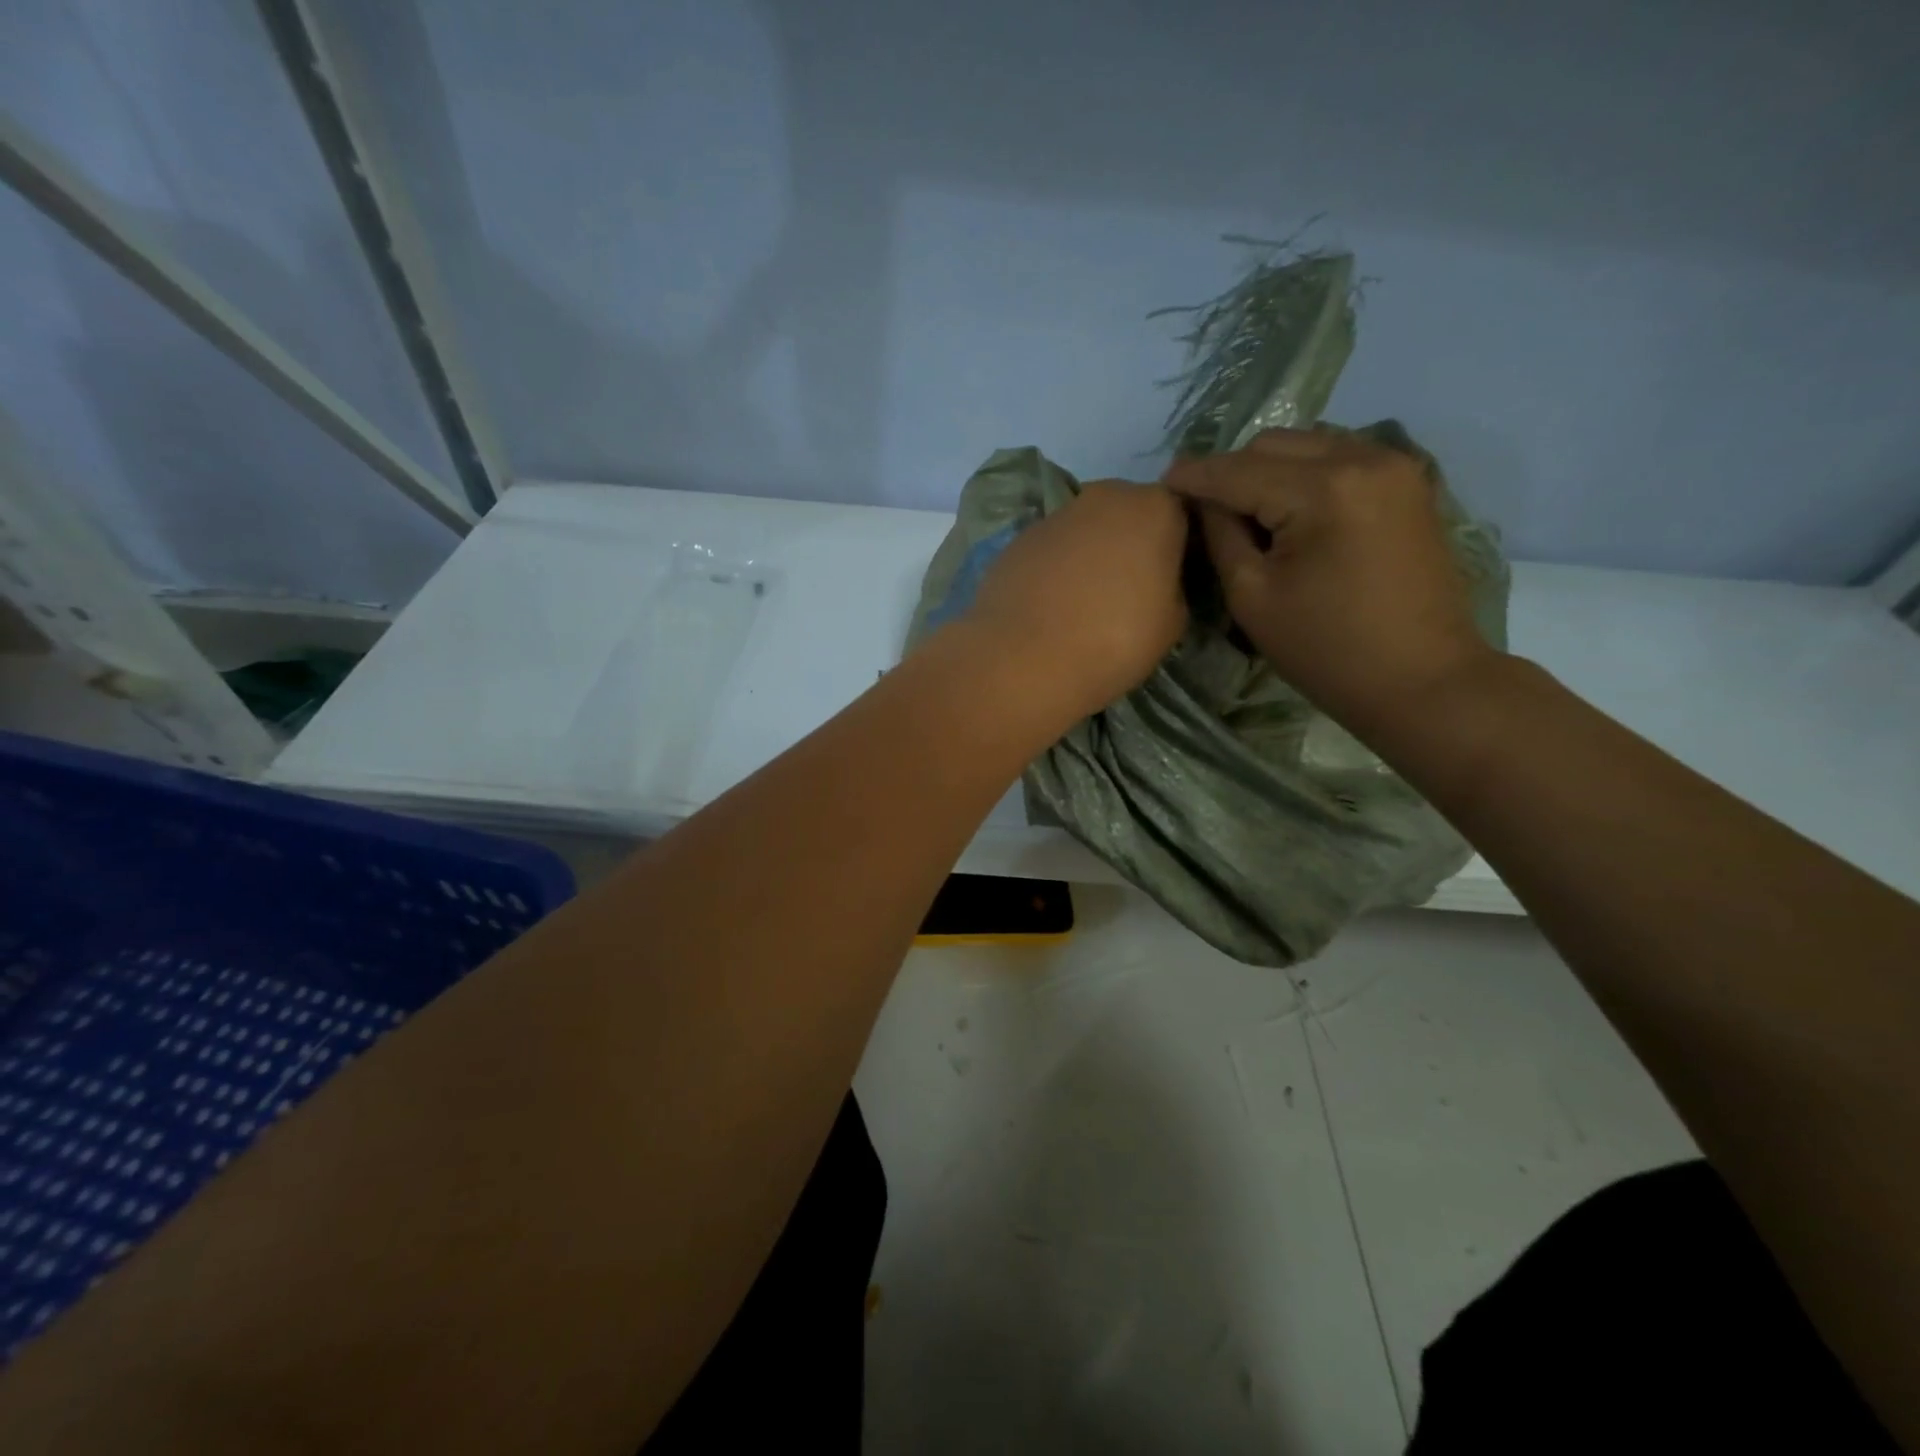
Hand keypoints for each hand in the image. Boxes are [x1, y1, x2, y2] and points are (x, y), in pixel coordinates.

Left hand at [962, 481, 1188, 721]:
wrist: (1024, 659)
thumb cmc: (1114, 640)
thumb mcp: (1172, 623)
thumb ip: (1172, 586)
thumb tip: (1158, 582)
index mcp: (1154, 508)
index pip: (1180, 513)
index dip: (1177, 545)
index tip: (1172, 578)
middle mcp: (1104, 497)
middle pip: (1127, 513)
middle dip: (1130, 543)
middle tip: (1129, 590)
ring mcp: (1054, 516)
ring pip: (1084, 529)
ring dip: (1088, 555)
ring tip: (1084, 603)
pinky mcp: (1017, 541)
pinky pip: (1049, 551)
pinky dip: (1053, 570)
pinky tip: (1049, 607)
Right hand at [1164, 428, 1491, 729]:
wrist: (1421, 680)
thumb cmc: (1326, 650)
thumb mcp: (1252, 596)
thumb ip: (1221, 535)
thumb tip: (1203, 500)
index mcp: (1323, 490)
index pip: (1239, 470)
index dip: (1195, 475)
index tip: (1163, 481)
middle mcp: (1363, 458)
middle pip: (1274, 444)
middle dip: (1232, 470)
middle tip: (1206, 508)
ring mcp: (1394, 466)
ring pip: (1308, 444)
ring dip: (1269, 469)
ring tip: (1247, 510)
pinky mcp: (1408, 483)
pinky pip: (1340, 457)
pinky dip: (1306, 474)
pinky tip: (1291, 510)